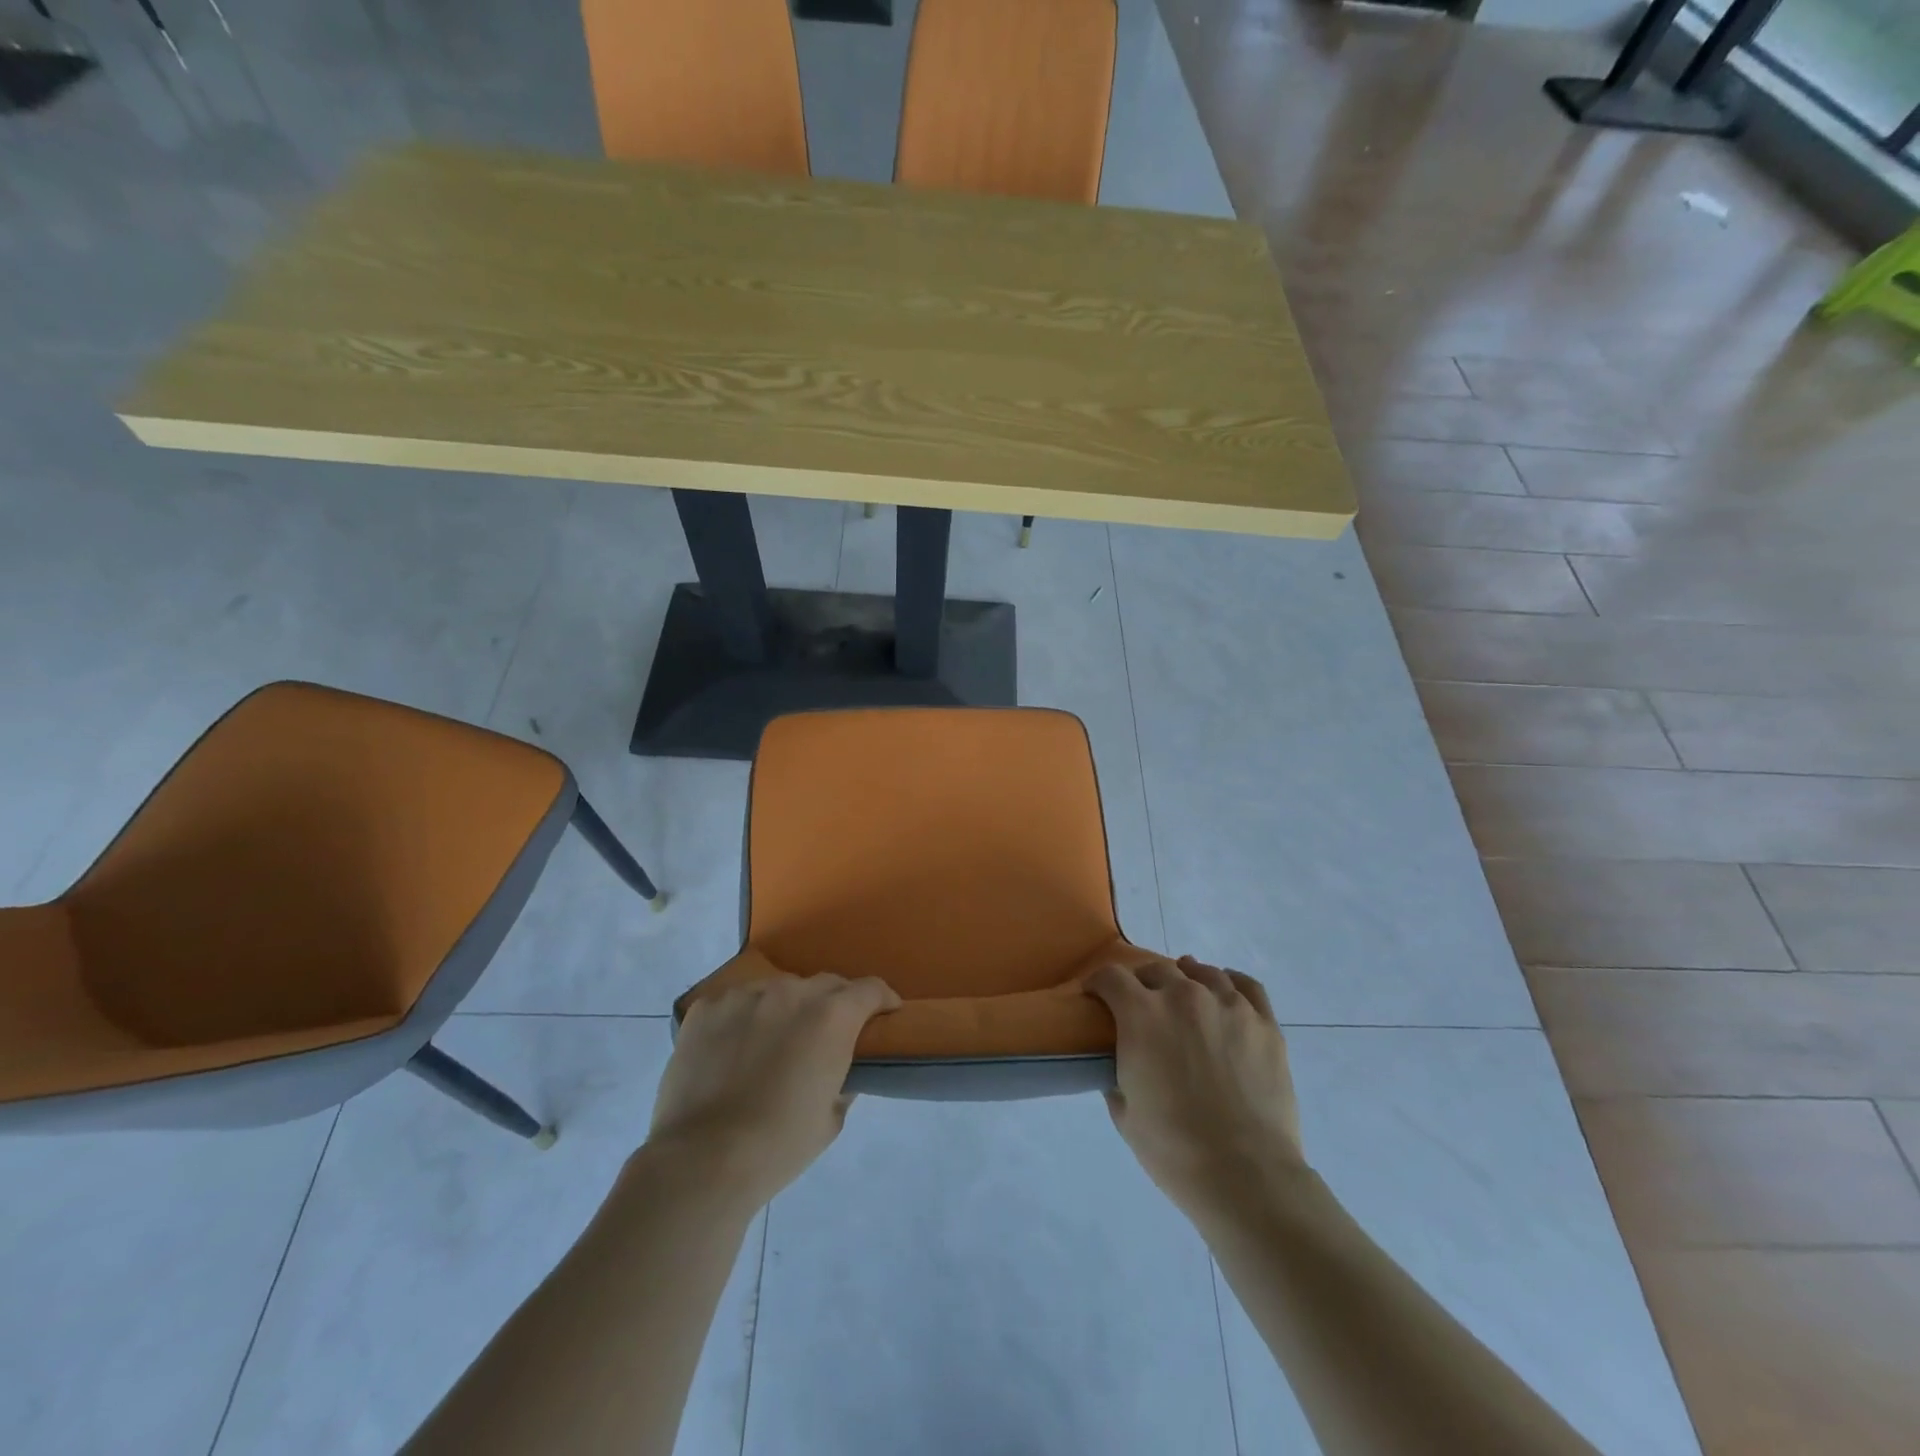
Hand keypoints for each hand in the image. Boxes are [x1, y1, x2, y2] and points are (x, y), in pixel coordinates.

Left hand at [647, 974, 899, 1210]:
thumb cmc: (779, 1146)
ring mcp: (745, 995)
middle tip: (828, 1034)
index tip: (886, 1014)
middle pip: (825, 984)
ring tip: (775, 1041)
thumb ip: (843, 1080)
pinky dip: (744, 1018)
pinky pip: (736, 1002)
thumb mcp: (831, 1119)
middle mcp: (792, 993)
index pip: (870, 989)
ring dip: (786, 1008)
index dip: (883, 1000)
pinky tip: (734, 1048)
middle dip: (835, 1003)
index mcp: (832, 1017)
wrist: (702, 1161)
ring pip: (778, 990)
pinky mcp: (707, 1007)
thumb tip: (840, 1069)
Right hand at [1087, 956, 1304, 1214]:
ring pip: (1202, 972)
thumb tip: (1123, 1066)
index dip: (1098, 983)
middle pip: (1157, 969)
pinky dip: (1231, 983)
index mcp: (1141, 1014)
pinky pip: (1246, 985)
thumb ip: (1117, 1076)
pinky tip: (1226, 993)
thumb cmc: (1174, 1149)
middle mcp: (1183, 996)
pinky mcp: (1265, 1024)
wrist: (1246, 1175)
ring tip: (1185, 997)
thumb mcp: (1124, 1114)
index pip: (1111, 977)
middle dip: (1143, 984)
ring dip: (1186, 979)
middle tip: (1143, 1008)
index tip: (1096, 996)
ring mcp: (1229, 1006)